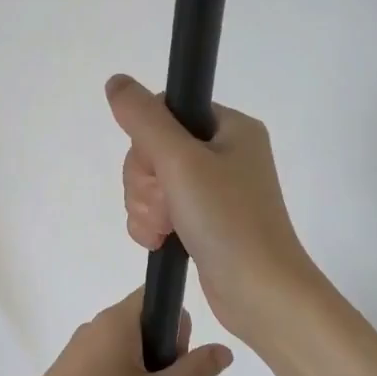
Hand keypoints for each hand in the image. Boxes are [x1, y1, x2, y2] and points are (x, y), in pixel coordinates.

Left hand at [0, 289, 232, 375]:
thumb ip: (195, 372)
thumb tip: (223, 349)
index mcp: (119, 321)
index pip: (160, 299)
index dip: (181, 328)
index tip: (184, 366)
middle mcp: (101, 327)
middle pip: (152, 336)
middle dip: (174, 375)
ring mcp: (85, 351)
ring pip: (136, 361)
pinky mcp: (75, 373)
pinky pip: (116, 373)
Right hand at [105, 73, 317, 346]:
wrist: (260, 293)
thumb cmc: (228, 220)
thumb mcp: (181, 162)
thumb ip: (144, 119)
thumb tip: (116, 82)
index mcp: (230, 128)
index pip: (165, 111)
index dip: (147, 141)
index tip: (160, 169)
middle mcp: (224, 153)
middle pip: (153, 149)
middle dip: (146, 183)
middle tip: (168, 206)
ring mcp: (214, 190)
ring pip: (151, 182)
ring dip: (146, 207)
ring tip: (165, 230)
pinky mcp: (203, 221)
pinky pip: (159, 209)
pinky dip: (152, 224)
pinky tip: (161, 241)